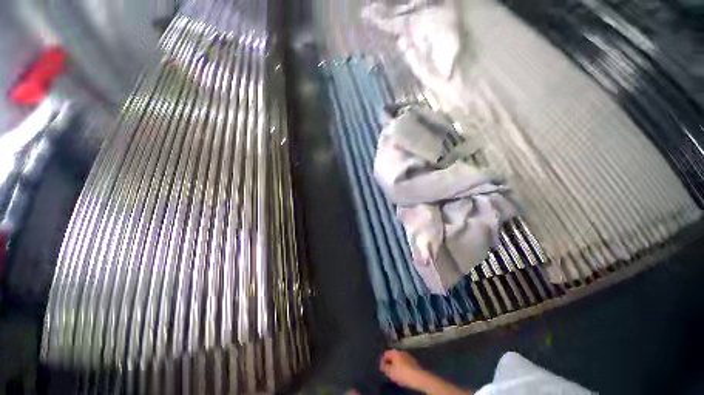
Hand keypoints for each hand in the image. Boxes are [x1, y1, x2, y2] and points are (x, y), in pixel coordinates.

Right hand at [379, 349, 426, 389]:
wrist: (419, 377)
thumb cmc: (403, 373)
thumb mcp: (391, 372)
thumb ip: (385, 367)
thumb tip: (382, 365)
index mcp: (394, 351)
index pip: (385, 354)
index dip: (383, 361)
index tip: (383, 369)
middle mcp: (401, 351)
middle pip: (392, 357)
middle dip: (390, 365)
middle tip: (389, 373)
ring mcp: (407, 355)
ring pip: (399, 361)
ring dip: (396, 367)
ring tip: (396, 376)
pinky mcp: (413, 361)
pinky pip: (404, 364)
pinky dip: (402, 368)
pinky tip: (403, 376)